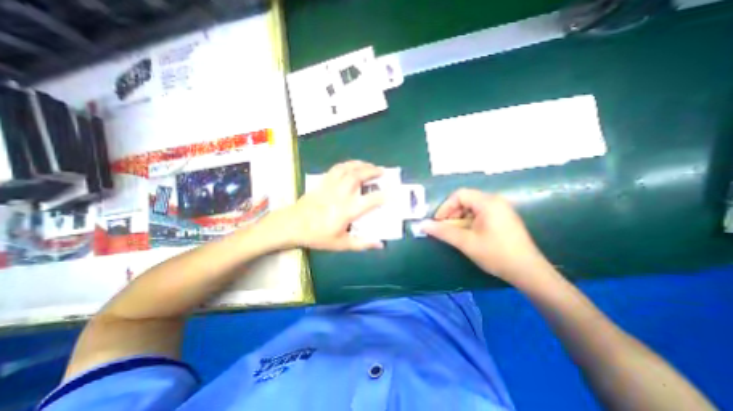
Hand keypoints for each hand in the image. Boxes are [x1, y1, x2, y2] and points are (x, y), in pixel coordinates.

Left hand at [274, 159, 384, 249]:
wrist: (293, 225)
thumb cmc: (317, 236)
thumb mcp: (341, 244)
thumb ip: (361, 244)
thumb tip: (380, 244)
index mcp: (346, 211)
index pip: (370, 201)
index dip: (383, 196)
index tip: (392, 193)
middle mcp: (340, 195)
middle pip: (358, 177)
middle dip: (372, 171)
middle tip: (382, 171)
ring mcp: (331, 186)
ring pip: (347, 169)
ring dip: (361, 165)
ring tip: (370, 165)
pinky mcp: (323, 182)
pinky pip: (337, 168)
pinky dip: (347, 164)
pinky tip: (352, 165)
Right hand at [422, 188, 545, 282]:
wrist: (528, 272)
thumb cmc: (496, 254)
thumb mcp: (466, 242)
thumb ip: (443, 232)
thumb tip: (422, 225)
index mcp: (488, 203)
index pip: (459, 195)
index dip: (445, 207)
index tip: (438, 222)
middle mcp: (495, 201)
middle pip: (465, 200)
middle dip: (451, 213)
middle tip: (445, 228)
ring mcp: (501, 210)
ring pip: (471, 207)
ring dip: (459, 219)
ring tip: (455, 233)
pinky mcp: (503, 218)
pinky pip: (480, 214)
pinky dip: (469, 222)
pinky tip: (468, 234)